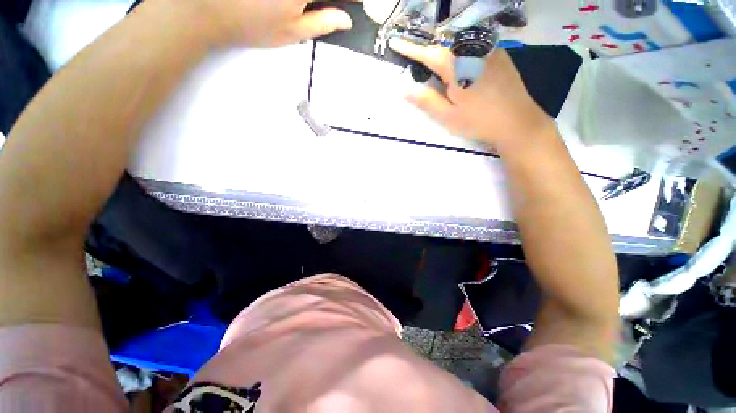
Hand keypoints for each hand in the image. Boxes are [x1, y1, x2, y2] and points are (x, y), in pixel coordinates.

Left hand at [197, 0, 352, 47]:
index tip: (352, 6)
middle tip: (333, 7)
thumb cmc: (250, 25)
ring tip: (307, 10)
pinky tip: (297, 7)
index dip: (350, 0)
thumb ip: (323, 23)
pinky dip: (300, 2)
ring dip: (312, 2)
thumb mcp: (291, 32)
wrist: (204, 7)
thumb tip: (346, 20)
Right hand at [389, 39, 553, 151]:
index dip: (410, 49)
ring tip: (435, 64)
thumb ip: (426, 100)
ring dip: (443, 51)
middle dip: (427, 50)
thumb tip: (404, 89)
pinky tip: (459, 65)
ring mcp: (489, 49)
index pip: (427, 53)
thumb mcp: (448, 116)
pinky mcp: (499, 54)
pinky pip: (473, 46)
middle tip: (414, 57)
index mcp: (458, 66)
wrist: (517, 122)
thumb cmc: (479, 121)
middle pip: (443, 45)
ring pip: (458, 44)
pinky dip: (460, 51)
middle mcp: (474, 50)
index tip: (395, 43)